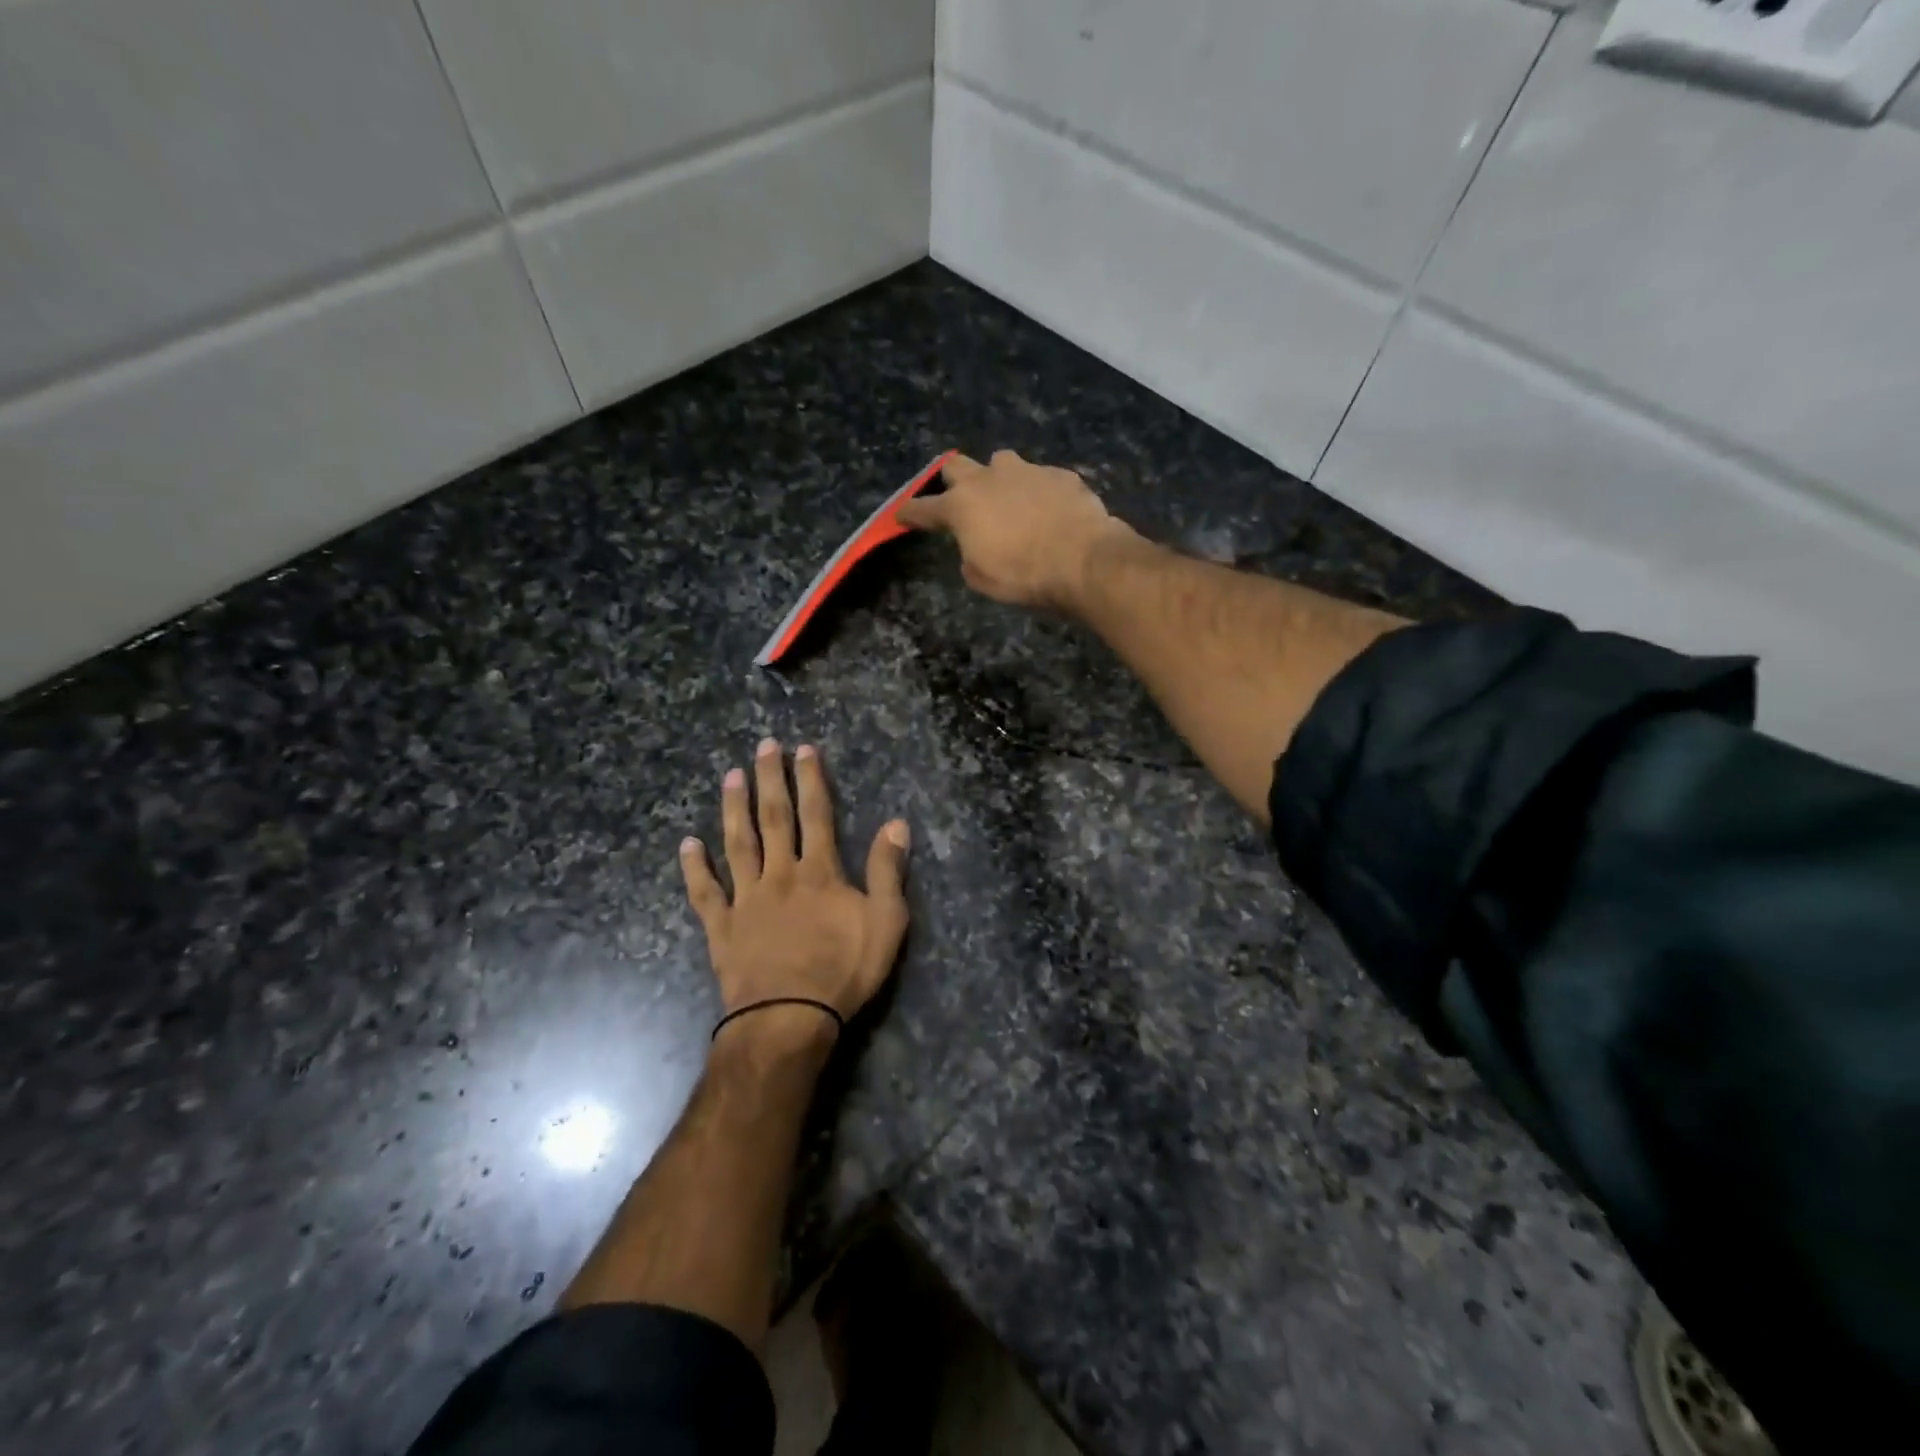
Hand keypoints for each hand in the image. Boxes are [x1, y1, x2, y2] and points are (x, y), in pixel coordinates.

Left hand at [680, 740, 909, 1041]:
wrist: (789, 1019)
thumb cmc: (843, 971)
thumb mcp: (886, 922)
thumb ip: (888, 871)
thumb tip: (896, 822)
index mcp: (819, 872)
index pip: (816, 814)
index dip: (811, 779)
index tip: (803, 749)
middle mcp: (780, 874)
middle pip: (774, 818)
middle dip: (770, 779)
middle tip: (763, 746)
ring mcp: (746, 899)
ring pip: (738, 844)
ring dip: (734, 808)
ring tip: (731, 777)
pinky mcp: (722, 927)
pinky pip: (705, 892)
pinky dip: (694, 867)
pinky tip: (686, 844)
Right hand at [895, 450, 1128, 611]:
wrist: (1083, 559)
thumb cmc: (1023, 575)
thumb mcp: (981, 578)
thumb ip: (970, 554)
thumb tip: (976, 543)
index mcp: (961, 506)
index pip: (923, 508)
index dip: (910, 513)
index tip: (902, 515)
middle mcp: (988, 479)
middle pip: (956, 466)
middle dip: (952, 480)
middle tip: (959, 498)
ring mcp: (1026, 471)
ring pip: (1001, 462)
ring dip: (998, 478)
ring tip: (1010, 499)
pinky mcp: (1059, 474)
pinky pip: (1040, 477)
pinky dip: (1038, 492)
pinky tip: (1049, 510)